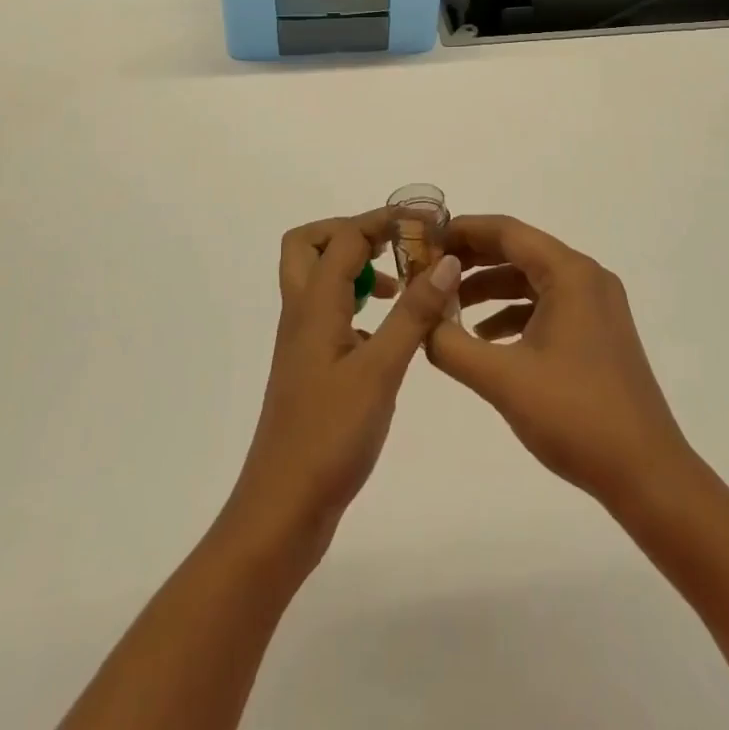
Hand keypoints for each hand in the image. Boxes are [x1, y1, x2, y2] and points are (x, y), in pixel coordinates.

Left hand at [225, 210, 462, 558]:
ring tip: (401, 285)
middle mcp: (301, 313)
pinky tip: (389, 332)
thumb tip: (445, 261)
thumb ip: (413, 314)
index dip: (383, 221)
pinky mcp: (311, 367)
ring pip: (318, 279)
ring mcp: (302, 341)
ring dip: (355, 266)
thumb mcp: (381, 371)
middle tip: (394, 246)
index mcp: (314, 305)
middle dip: (351, 232)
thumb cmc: (330, 436)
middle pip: (309, 244)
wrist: (283, 508)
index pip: (344, 237)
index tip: (426, 221)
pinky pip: (329, 313)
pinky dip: (356, 303)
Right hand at [426, 215, 694, 512]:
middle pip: (519, 250)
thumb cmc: (576, 416)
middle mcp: (586, 277)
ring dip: (490, 288)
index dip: (463, 231)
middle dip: (472, 259)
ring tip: (447, 306)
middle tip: (427, 270)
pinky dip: (513, 313)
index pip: (507, 231)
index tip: (424, 239)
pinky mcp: (597, 332)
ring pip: (532, 279)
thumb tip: (419, 321)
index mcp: (569, 273)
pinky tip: (485, 339)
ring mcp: (596, 305)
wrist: (647, 475)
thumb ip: (451, 344)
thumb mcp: (502, 379)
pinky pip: (546, 305)